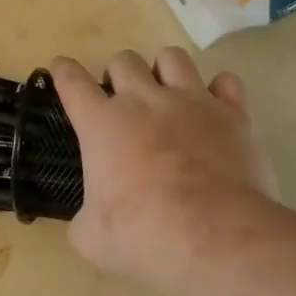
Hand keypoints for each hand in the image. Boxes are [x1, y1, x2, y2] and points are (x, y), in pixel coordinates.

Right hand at [52, 48, 276, 289]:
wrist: (215, 238)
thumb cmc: (144, 236)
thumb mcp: (92, 238)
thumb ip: (85, 218)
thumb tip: (90, 219)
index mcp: (102, 123)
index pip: (72, 81)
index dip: (64, 71)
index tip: (62, 67)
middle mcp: (144, 101)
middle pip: (123, 60)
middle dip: (117, 75)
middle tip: (122, 102)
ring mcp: (191, 102)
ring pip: (172, 58)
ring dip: (164, 71)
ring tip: (167, 94)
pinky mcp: (233, 115)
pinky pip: (226, 82)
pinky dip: (219, 91)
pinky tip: (215, 108)